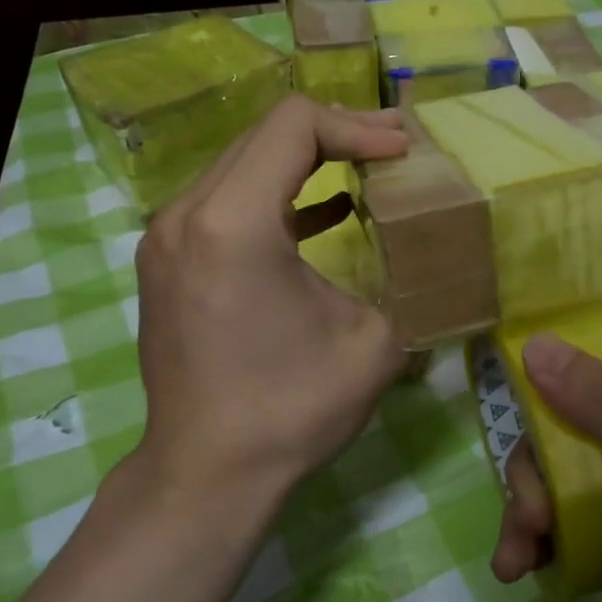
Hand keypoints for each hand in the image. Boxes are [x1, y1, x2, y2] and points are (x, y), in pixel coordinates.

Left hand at [128, 95, 409, 498]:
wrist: (207, 476)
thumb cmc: (290, 409)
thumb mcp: (375, 344)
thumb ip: (406, 284)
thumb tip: (433, 261)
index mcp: (234, 222)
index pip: (295, 125)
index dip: (357, 127)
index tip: (401, 152)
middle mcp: (187, 214)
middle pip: (266, 135)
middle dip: (337, 134)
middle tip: (394, 149)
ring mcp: (168, 237)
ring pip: (244, 164)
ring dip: (307, 162)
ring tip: (367, 169)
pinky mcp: (169, 261)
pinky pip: (228, 202)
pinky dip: (278, 196)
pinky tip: (325, 212)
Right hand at [491, 325, 601, 601]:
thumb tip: (534, 344)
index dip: (557, 355)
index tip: (508, 388)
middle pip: (577, 407)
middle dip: (538, 462)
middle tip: (527, 515)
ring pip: (572, 458)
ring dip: (536, 503)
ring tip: (517, 559)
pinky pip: (586, 504)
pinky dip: (554, 531)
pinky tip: (530, 566)